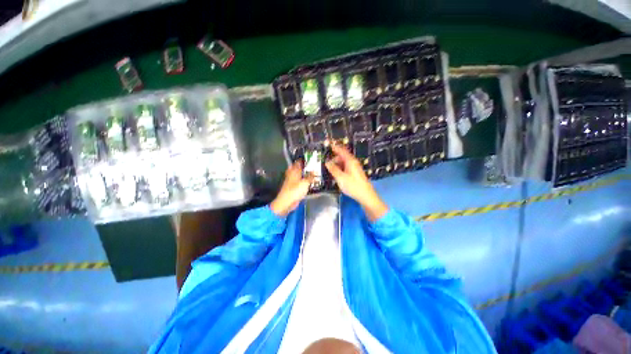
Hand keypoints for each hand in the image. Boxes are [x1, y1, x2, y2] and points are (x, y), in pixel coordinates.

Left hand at [270, 161, 313, 216]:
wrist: (286, 202)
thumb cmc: (295, 191)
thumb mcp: (305, 182)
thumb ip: (310, 176)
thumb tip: (315, 171)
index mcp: (294, 171)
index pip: (298, 162)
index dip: (303, 159)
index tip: (310, 157)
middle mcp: (292, 174)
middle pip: (298, 168)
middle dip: (304, 166)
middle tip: (312, 165)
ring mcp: (292, 181)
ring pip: (299, 175)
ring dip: (304, 173)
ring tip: (313, 172)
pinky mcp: (293, 188)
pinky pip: (299, 182)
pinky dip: (303, 180)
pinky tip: (309, 182)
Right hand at [325, 144, 387, 221]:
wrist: (366, 195)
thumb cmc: (353, 185)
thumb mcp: (340, 177)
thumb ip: (333, 169)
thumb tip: (327, 162)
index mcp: (350, 161)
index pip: (342, 150)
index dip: (335, 147)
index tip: (329, 145)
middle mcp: (353, 163)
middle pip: (343, 157)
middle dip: (334, 158)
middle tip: (327, 162)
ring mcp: (355, 168)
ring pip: (344, 163)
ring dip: (337, 164)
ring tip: (330, 168)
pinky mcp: (355, 174)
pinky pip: (346, 167)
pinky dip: (340, 168)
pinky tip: (337, 174)